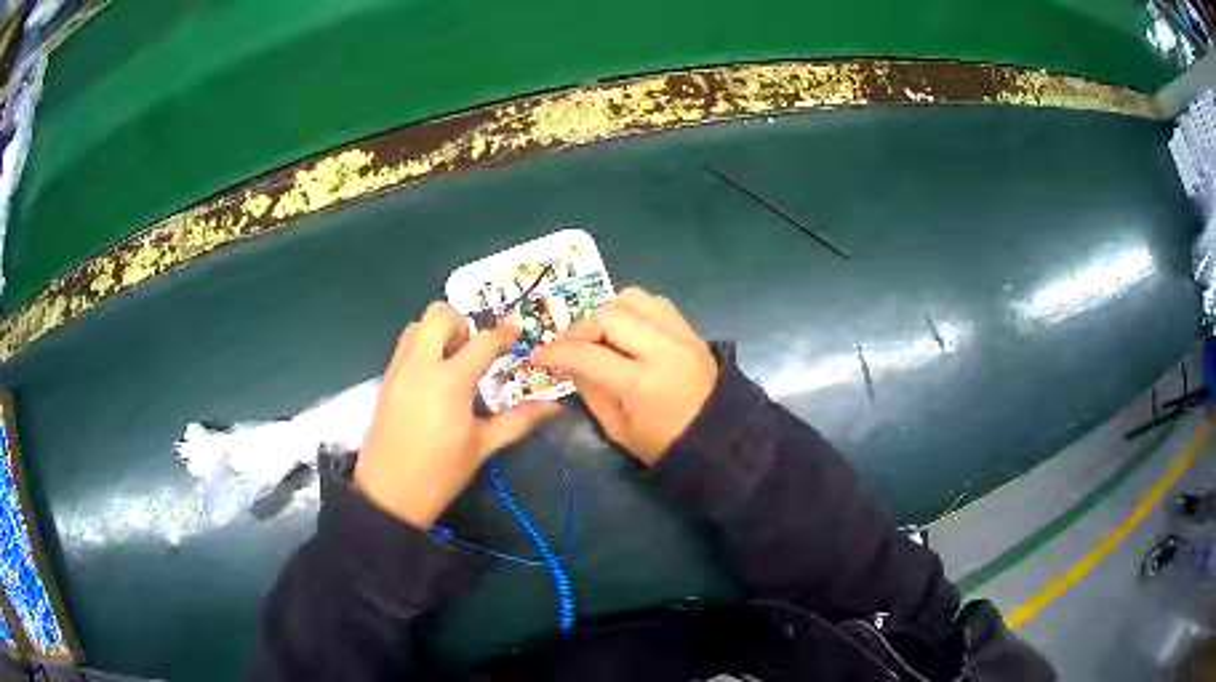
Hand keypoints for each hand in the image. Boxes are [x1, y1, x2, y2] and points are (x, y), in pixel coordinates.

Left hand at [354, 302, 559, 527]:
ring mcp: (399, 369)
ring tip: (452, 363)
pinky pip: (404, 346)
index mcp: (450, 380)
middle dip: (462, 323)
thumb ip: (518, 421)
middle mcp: (421, 364)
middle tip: (474, 352)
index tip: (517, 333)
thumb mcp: (481, 447)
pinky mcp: (386, 380)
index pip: (483, 341)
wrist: (388, 494)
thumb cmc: (440, 473)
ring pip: (416, 325)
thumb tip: (553, 407)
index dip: (504, 333)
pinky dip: (421, 347)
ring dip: (437, 332)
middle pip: (439, 314)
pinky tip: (432, 379)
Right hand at [532, 288, 716, 465]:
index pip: (587, 355)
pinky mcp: (692, 331)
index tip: (539, 355)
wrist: (720, 441)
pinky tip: (628, 331)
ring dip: (608, 312)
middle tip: (571, 345)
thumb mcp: (618, 429)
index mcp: (642, 383)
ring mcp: (681, 336)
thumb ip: (590, 390)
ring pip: (633, 298)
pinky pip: (657, 303)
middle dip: (581, 327)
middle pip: (609, 314)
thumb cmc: (664, 445)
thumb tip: (570, 363)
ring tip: (600, 334)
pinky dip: (635, 310)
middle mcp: (662, 349)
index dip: (556, 353)